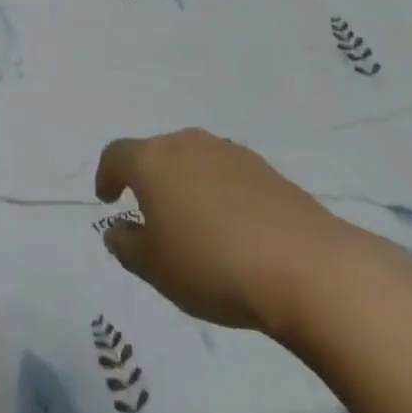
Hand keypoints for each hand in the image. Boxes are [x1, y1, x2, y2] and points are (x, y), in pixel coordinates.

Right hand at [95, 129, 370, 340]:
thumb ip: (126, 246)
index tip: (107, 198)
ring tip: (195, 225)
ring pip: (193, 162)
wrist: (305, 266)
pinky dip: (219, 194)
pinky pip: (226, 175)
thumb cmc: (213, 265)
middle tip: (152, 216)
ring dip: (186, 185)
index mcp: (152, 160)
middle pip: (156, 154)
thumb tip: (117, 229)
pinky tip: (233, 229)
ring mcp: (228, 152)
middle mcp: (186, 143)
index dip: (106, 175)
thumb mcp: (156, 269)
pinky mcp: (264, 168)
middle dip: (149, 181)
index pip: (116, 154)